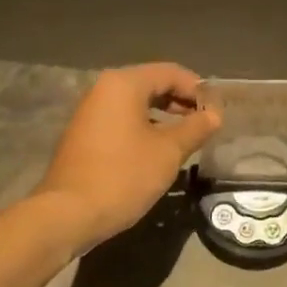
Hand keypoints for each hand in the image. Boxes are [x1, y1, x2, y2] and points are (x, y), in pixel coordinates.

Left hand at [33, 63, 220, 251]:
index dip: (198, 89)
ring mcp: (90, 112)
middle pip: (152, 84)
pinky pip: (122, 120)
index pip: (171, 72)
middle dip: (181, 102)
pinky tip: (159, 150)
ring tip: (187, 138)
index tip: (217, 111)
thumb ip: (195, 128)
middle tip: (205, 124)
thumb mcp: (168, 152)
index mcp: (124, 84)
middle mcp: (104, 89)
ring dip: (164, 116)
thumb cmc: (123, 175)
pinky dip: (144, 127)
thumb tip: (214, 115)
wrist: (68, 213)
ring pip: (136, 104)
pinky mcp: (84, 134)